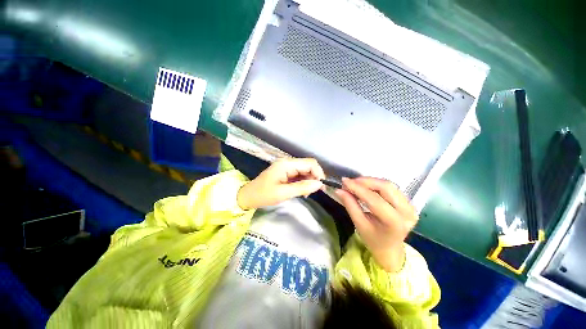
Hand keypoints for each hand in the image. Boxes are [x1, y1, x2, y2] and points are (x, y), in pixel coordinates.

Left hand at [237, 158, 325, 209]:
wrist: (248, 196)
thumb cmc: (263, 195)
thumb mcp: (283, 193)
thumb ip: (302, 187)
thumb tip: (319, 184)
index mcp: (286, 164)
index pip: (309, 163)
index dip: (318, 173)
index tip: (321, 186)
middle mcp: (288, 162)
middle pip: (308, 165)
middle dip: (314, 177)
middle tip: (316, 191)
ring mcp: (286, 167)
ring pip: (305, 170)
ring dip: (309, 180)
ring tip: (307, 193)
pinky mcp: (285, 172)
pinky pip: (299, 174)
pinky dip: (303, 182)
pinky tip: (302, 191)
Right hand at [336, 177, 417, 271]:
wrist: (390, 249)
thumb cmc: (373, 240)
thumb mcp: (359, 224)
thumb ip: (350, 205)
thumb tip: (338, 190)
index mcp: (394, 222)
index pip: (374, 199)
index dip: (358, 188)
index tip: (344, 181)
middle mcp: (407, 212)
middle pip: (385, 187)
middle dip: (365, 181)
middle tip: (350, 182)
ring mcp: (411, 207)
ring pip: (388, 185)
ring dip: (370, 181)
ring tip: (356, 184)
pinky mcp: (409, 203)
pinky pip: (391, 188)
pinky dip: (376, 184)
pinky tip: (366, 186)